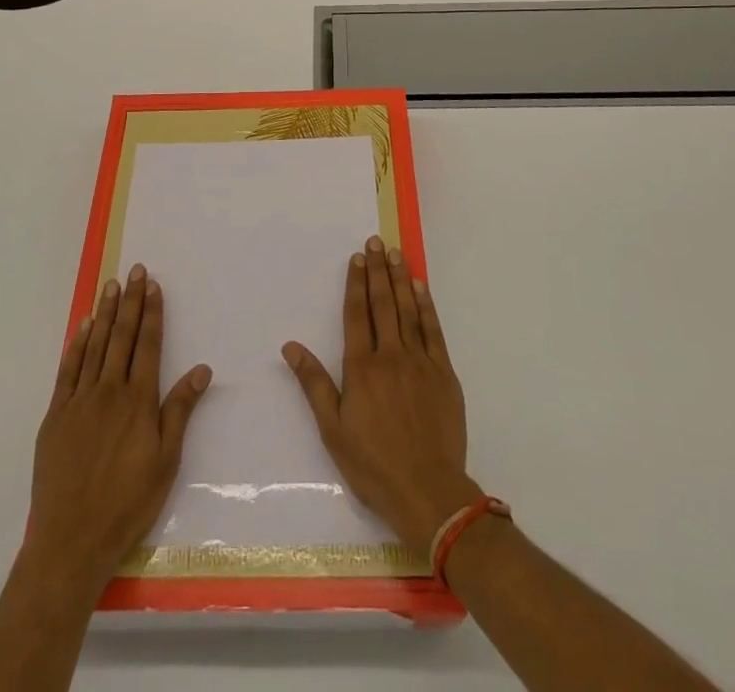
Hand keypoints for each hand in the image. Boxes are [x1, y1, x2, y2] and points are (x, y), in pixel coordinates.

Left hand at [27, 264, 212, 594]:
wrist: (71, 540)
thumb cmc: (127, 503)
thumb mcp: (166, 461)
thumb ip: (180, 410)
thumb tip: (202, 369)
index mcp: (138, 401)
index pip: (148, 344)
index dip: (152, 313)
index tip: (153, 285)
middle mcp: (109, 391)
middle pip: (122, 336)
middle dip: (130, 301)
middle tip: (134, 270)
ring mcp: (79, 401)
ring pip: (94, 346)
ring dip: (105, 313)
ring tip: (111, 285)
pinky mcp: (56, 415)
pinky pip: (68, 370)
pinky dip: (76, 344)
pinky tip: (83, 326)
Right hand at [281, 236, 481, 555]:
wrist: (429, 492)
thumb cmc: (373, 465)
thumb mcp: (333, 429)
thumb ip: (313, 383)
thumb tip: (290, 346)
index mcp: (361, 367)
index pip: (357, 314)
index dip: (356, 283)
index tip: (356, 258)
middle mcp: (390, 355)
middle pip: (382, 303)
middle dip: (377, 270)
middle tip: (375, 241)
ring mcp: (420, 361)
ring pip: (408, 310)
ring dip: (400, 279)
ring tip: (395, 253)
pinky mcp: (444, 373)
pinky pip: (433, 330)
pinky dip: (426, 305)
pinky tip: (420, 288)